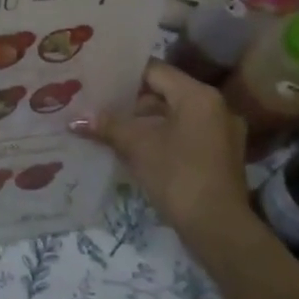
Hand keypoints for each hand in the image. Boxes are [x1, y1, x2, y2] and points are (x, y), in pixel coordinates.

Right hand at [74, 61, 252, 253]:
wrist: (218, 228)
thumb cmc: (178, 176)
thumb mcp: (137, 147)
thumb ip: (108, 126)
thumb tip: (76, 119)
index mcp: (198, 95)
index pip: (155, 70)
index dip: (124, 74)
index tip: (98, 80)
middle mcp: (216, 106)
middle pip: (166, 92)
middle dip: (132, 100)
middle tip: (100, 104)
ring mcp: (222, 131)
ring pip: (175, 114)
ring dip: (146, 121)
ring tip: (113, 127)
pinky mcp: (221, 154)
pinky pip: (186, 133)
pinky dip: (163, 136)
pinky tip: (137, 148)